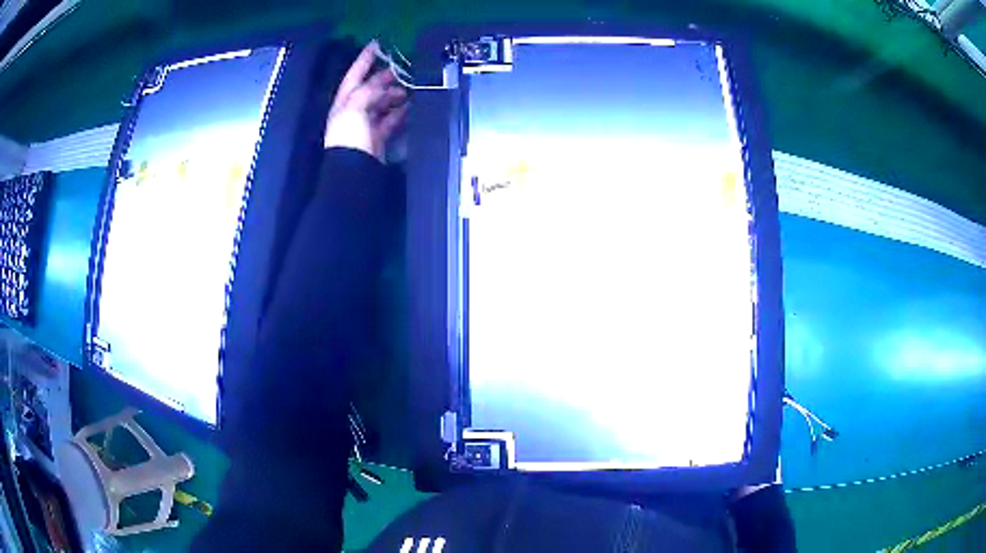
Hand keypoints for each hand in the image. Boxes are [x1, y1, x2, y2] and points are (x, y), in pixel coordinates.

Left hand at [324, 41, 407, 160]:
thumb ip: (368, 92)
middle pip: (370, 89)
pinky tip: (410, 107)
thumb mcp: (354, 107)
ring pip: (381, 104)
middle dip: (384, 78)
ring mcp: (365, 125)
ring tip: (410, 89)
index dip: (364, 59)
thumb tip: (384, 85)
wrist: (353, 170)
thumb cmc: (349, 135)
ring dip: (395, 95)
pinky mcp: (377, 138)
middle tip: (402, 68)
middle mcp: (353, 111)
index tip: (377, 44)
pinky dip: (399, 113)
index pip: (354, 76)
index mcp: (344, 102)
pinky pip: (389, 120)